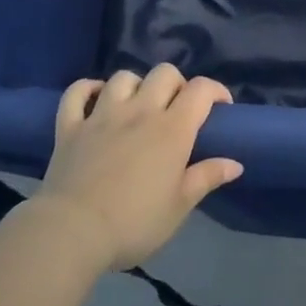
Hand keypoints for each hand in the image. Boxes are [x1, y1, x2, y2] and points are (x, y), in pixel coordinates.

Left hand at [32, 65, 243, 273]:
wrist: (72, 233)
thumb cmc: (134, 223)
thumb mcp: (179, 207)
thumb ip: (207, 178)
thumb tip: (235, 163)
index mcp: (172, 129)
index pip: (200, 89)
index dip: (215, 91)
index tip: (221, 108)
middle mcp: (139, 111)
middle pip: (164, 73)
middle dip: (177, 84)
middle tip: (177, 110)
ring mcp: (101, 114)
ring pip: (123, 77)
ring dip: (136, 86)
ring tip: (138, 107)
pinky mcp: (70, 125)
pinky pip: (77, 92)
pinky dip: (88, 89)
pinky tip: (95, 98)